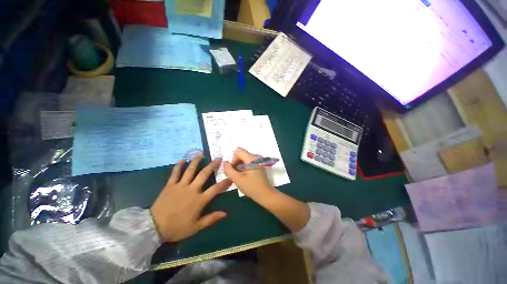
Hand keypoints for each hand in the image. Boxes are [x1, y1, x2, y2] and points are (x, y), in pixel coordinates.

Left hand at [150, 153, 231, 242]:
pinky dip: (179, 165)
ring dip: (196, 161)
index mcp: (199, 200)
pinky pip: (175, 173)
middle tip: (218, 158)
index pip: (216, 189)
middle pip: (204, 174)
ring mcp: (180, 186)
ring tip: (201, 153)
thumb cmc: (177, 228)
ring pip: (190, 170)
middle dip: (212, 165)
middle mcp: (192, 189)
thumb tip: (225, 213)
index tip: (230, 177)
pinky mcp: (170, 185)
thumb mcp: (196, 227)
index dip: (225, 183)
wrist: (154, 228)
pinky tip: (183, 159)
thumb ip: (211, 219)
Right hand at [225, 148, 309, 231]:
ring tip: (240, 177)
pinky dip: (244, 168)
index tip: (234, 170)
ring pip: (244, 159)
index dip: (233, 159)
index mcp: (252, 158)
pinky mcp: (259, 165)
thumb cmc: (252, 187)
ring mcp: (258, 160)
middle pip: (241, 154)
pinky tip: (245, 176)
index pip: (238, 151)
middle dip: (236, 164)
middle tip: (236, 175)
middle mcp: (256, 156)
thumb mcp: (237, 179)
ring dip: (239, 167)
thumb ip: (229, 170)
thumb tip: (224, 162)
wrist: (265, 195)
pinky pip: (248, 162)